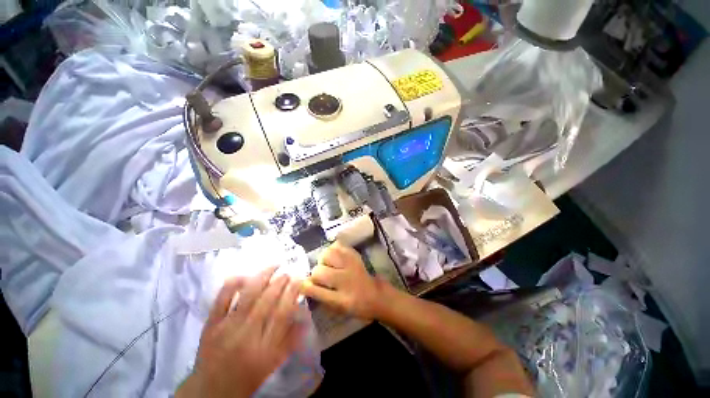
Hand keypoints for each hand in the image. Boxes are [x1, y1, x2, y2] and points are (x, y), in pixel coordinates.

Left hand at [177, 267, 303, 397]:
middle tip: (288, 272)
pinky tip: (245, 276)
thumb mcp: (274, 363)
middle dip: (281, 281)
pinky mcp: (211, 324)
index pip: (282, 313)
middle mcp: (247, 335)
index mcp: (265, 349)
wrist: (210, 391)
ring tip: (274, 265)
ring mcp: (227, 327)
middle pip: (267, 300)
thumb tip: (304, 314)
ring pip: (248, 295)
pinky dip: (234, 284)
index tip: (299, 279)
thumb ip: (291, 339)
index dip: (292, 292)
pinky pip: (222, 298)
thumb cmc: (247, 377)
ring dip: (263, 276)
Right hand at [301, 241, 386, 319]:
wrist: (376, 294)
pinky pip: (338, 246)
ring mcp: (352, 265)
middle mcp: (346, 281)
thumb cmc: (355, 306)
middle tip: (321, 276)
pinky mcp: (355, 255)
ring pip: (327, 255)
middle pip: (319, 271)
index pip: (317, 291)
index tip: (302, 284)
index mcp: (341, 300)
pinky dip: (333, 250)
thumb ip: (321, 297)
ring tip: (328, 264)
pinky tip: (335, 257)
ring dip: (324, 260)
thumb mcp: (338, 310)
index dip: (306, 287)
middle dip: (316, 274)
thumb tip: (305, 284)